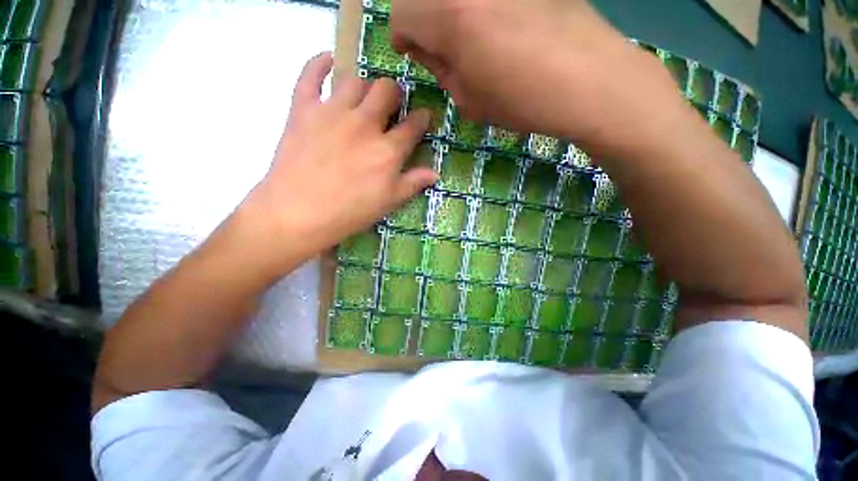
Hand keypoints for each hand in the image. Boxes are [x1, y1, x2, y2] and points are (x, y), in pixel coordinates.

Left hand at [239, 53, 436, 272]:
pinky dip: (320, 63)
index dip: (422, 118)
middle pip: (387, 91)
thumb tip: (436, 173)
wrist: (298, 213)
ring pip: (356, 81)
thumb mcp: (388, 202)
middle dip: (394, 95)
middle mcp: (365, 124)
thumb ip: (413, 183)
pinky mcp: (303, 109)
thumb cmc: (349, 212)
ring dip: (365, 87)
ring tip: (363, 100)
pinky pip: (311, 74)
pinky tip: (329, 61)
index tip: (423, 117)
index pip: (413, 125)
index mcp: (388, 150)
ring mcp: (333, 113)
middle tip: (391, 106)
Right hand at [392, 0, 684, 157]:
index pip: (402, 12)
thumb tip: (431, 49)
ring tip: (474, 40)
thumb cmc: (522, 100)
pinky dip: (482, 7)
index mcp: (450, 15)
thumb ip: (442, 70)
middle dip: (426, 22)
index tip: (414, 52)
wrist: (589, 80)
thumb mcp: (469, 99)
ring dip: (452, 13)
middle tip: (444, 49)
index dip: (404, 36)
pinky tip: (501, 25)